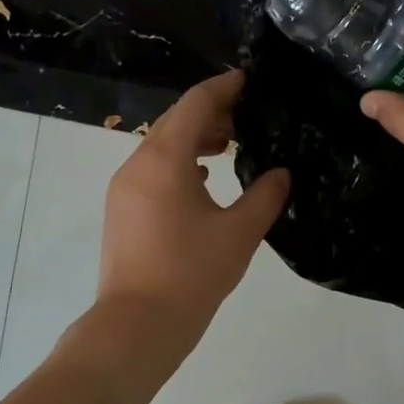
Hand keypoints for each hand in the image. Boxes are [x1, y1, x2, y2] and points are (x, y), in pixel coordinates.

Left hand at [94, 69, 289, 357]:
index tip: (249, 79)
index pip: (196, 104)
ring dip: (195, 139)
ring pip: (162, 146)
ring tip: (231, 146)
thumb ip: (265, 196)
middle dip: (211, 113)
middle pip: (175, 121)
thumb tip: (282, 174)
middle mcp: (138, 164)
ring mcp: (124, 188)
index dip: (223, 87)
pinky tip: (204, 180)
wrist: (137, 324)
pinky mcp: (122, 210)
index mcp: (165, 159)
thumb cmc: (191, 274)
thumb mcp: (239, 233)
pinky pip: (153, 170)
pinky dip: (179, 164)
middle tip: (248, 116)